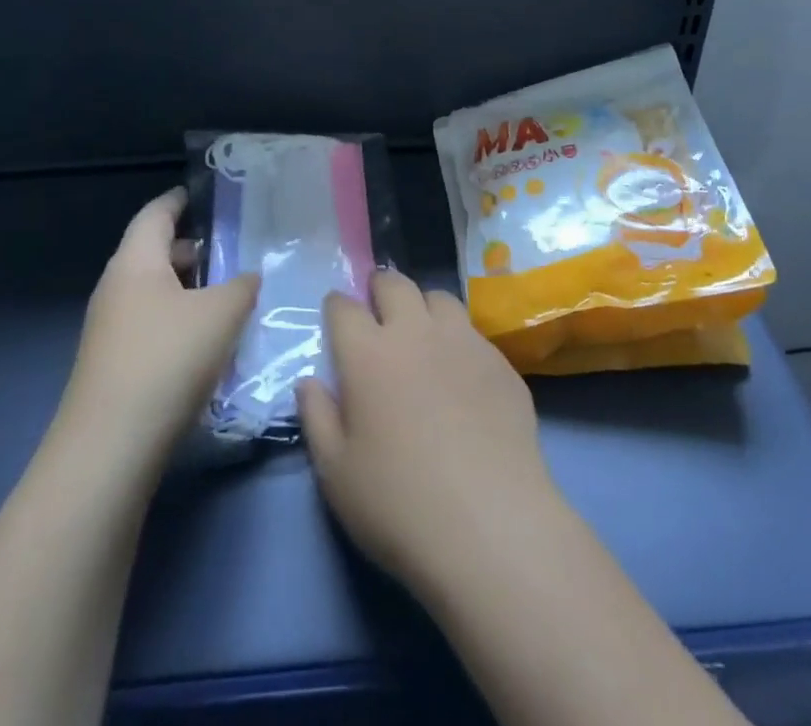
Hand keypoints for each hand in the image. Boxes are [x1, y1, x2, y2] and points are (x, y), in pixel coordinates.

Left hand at [54, 188, 258, 484]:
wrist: (109, 449)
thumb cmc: (167, 359)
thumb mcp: (221, 313)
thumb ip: (242, 285)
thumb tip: (248, 276)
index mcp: (135, 262)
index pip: (156, 214)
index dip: (179, 200)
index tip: (203, 194)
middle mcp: (117, 289)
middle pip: (155, 254)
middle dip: (193, 250)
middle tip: (233, 250)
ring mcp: (111, 330)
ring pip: (156, 294)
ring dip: (190, 290)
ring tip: (230, 296)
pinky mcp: (115, 366)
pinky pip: (153, 326)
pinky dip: (181, 322)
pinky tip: (210, 342)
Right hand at [297, 272, 565, 601]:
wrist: (489, 526)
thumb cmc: (398, 504)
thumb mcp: (336, 473)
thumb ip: (317, 417)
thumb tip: (309, 382)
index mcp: (368, 354)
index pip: (344, 307)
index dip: (336, 307)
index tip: (336, 316)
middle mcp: (415, 332)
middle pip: (395, 284)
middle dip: (380, 289)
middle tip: (378, 311)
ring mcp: (464, 341)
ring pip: (439, 298)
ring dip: (424, 307)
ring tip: (422, 335)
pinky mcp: (500, 361)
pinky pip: (474, 333)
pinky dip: (459, 341)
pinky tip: (462, 376)